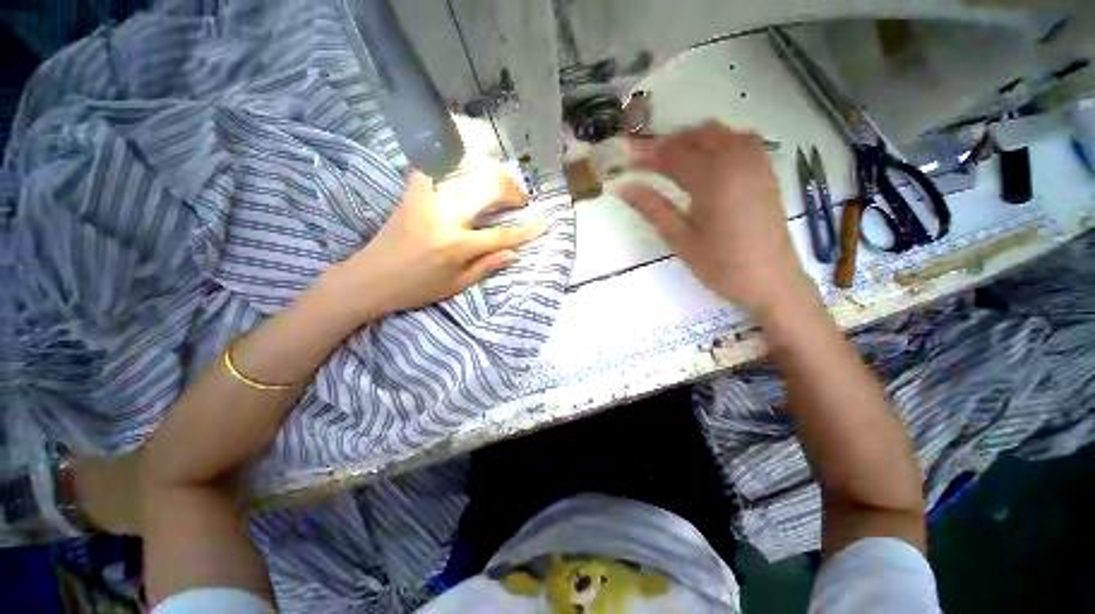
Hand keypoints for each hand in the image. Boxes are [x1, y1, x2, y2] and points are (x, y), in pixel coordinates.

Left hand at [317, 168, 546, 323]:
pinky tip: (447, 187)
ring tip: (494, 189)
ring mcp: (426, 203)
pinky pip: (430, 176)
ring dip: (484, 181)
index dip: (527, 230)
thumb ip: (487, 266)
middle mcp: (446, 219)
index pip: (502, 235)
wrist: (369, 280)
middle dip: (511, 191)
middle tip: (520, 197)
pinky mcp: (409, 196)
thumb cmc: (417, 289)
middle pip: (487, 192)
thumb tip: (514, 254)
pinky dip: (441, 177)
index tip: (546, 222)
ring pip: (464, 179)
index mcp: (458, 246)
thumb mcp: (456, 285)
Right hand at [615, 122, 809, 313]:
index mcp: (712, 178)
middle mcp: (736, 160)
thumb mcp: (680, 238)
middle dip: (668, 144)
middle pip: (696, 136)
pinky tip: (707, 161)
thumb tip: (621, 187)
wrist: (770, 280)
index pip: (672, 155)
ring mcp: (756, 163)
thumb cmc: (721, 264)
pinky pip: (740, 140)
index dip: (646, 156)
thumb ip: (651, 207)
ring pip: (720, 133)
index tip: (625, 160)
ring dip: (692, 140)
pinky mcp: (765, 171)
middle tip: (645, 162)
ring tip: (671, 161)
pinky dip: (718, 142)